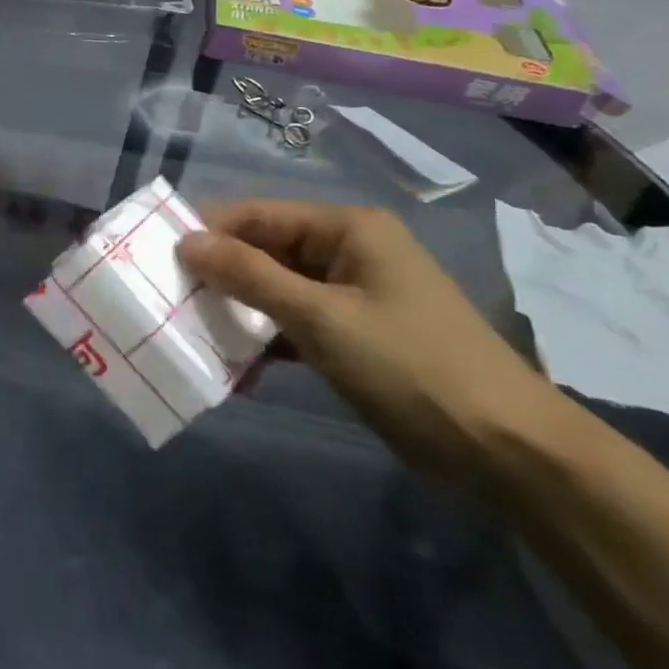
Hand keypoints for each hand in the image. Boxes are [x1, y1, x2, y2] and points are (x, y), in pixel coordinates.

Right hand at [178, 201, 559, 474]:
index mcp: (346, 228)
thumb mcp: (319, 317)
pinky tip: (233, 366)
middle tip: (170, 302)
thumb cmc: (411, 367)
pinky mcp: (354, 335)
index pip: (257, 215)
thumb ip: (248, 275)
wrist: (508, 453)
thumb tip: (184, 241)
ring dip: (237, 311)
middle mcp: (348, 251)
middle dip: (219, 276)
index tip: (160, 262)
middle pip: (264, 250)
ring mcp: (352, 295)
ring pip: (274, 289)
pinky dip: (264, 340)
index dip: (208, 234)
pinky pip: (293, 323)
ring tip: (193, 333)